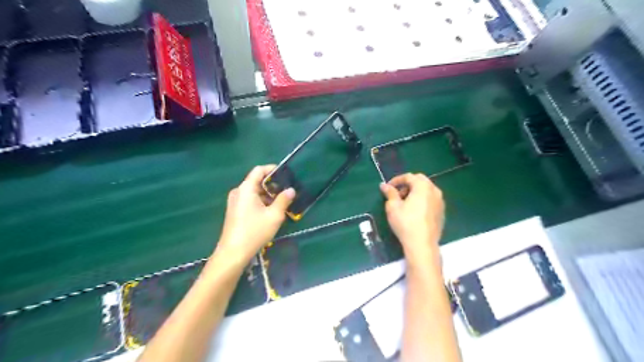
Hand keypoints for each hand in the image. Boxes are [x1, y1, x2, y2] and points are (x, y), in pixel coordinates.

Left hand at [216, 165, 295, 263]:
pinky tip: (271, 212)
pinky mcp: (235, 211)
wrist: (233, 253)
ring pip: (254, 192)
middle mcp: (238, 192)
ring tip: (282, 203)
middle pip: (257, 181)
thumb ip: (283, 200)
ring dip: (268, 195)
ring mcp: (235, 202)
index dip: (272, 169)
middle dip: (273, 185)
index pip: (259, 170)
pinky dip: (261, 202)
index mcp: (246, 188)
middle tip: (287, 191)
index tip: (286, 174)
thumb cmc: (254, 231)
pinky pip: (250, 200)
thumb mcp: (274, 216)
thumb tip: (291, 190)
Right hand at [379, 173, 445, 267]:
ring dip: (415, 192)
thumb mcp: (393, 207)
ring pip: (427, 190)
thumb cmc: (405, 223)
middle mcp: (434, 190)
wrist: (422, 244)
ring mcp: (440, 202)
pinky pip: (431, 200)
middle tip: (397, 194)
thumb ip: (390, 193)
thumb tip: (384, 185)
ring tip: (404, 203)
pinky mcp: (442, 212)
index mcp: (423, 186)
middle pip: (420, 181)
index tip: (388, 187)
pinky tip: (414, 211)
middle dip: (407, 185)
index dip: (397, 180)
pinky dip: (422, 200)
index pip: (409, 177)